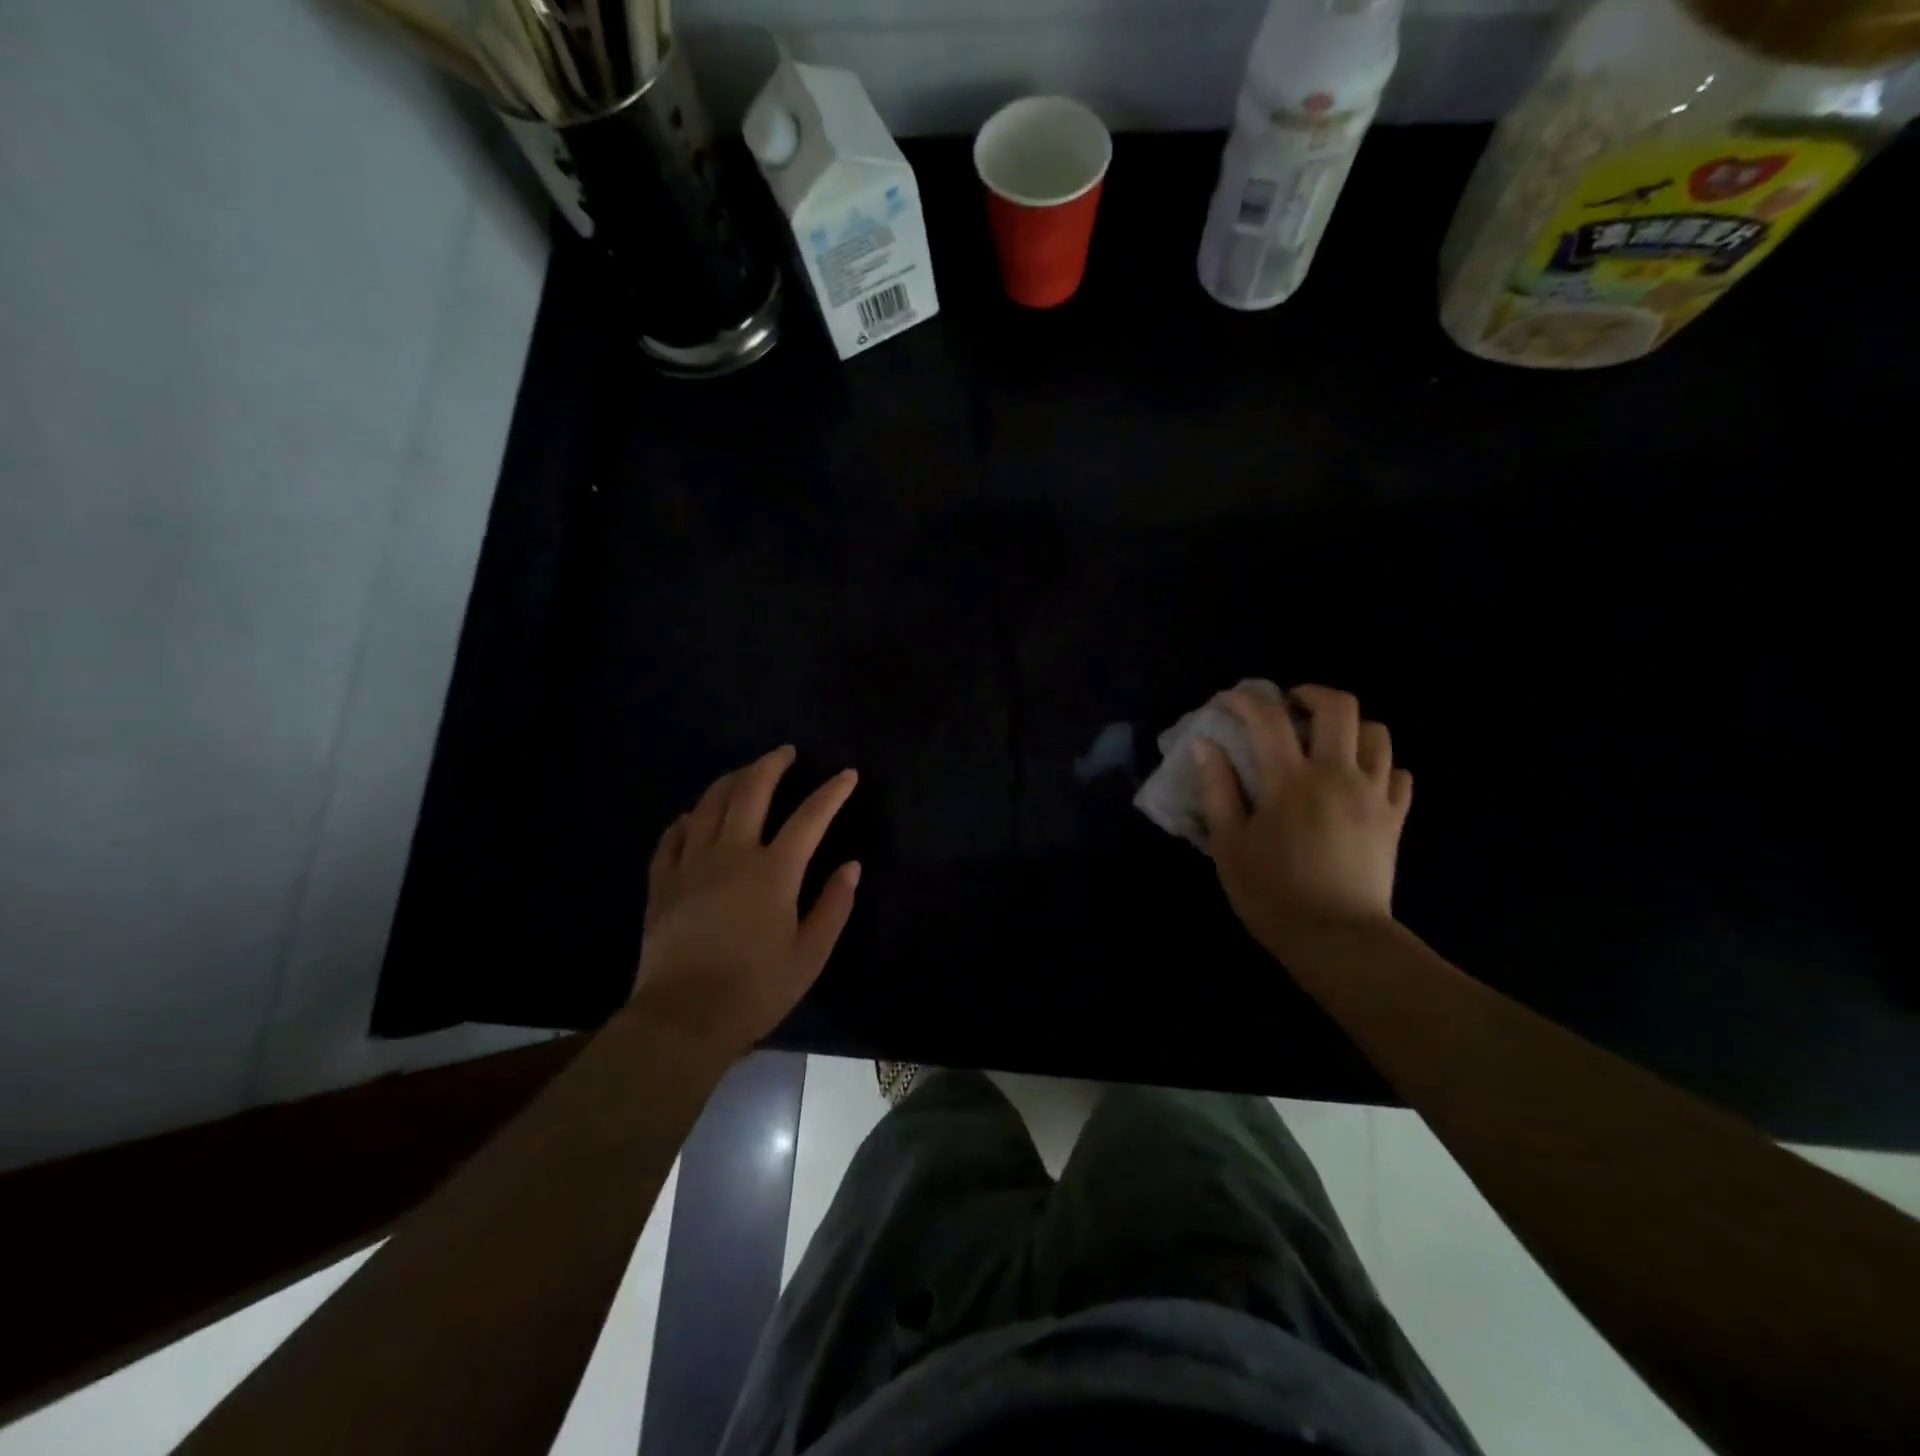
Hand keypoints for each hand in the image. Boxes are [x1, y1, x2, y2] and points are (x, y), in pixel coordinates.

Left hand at [631, 746, 860, 1058]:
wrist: (683, 1018)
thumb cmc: (756, 989)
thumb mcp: (810, 954)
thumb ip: (833, 906)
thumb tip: (851, 866)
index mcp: (774, 872)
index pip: (810, 818)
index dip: (832, 792)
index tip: (847, 774)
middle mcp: (732, 855)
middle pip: (751, 792)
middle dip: (772, 765)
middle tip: (786, 752)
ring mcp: (691, 865)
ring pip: (709, 805)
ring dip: (731, 780)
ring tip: (745, 772)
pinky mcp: (662, 883)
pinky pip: (672, 837)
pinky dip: (687, 820)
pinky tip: (693, 817)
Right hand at [1194, 684, 1411, 959]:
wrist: (1338, 940)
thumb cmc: (1272, 894)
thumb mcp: (1229, 844)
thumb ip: (1217, 790)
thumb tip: (1205, 745)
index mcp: (1290, 780)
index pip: (1269, 718)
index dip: (1246, 700)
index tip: (1230, 703)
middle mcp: (1338, 774)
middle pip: (1340, 707)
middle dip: (1312, 694)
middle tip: (1290, 707)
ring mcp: (1374, 795)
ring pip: (1378, 734)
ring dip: (1351, 727)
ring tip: (1327, 743)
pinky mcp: (1395, 819)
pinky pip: (1399, 774)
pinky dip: (1380, 766)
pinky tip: (1359, 780)